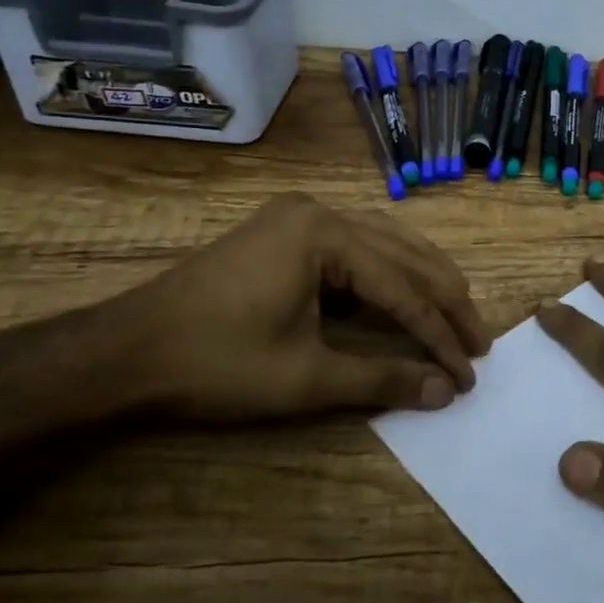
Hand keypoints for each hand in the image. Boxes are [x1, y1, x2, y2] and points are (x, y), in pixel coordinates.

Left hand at [100, 193, 490, 419]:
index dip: (439, 335)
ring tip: (455, 316)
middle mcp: (318, 211)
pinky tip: (404, 295)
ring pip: (383, 244)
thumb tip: (444, 391)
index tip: (469, 372)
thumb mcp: (305, 379)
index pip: (402, 288)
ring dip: (420, 282)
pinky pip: (354, 247)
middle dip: (443, 300)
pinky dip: (386, 274)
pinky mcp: (284, 232)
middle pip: (402, 254)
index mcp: (324, 234)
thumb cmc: (215, 364)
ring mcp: (297, 217)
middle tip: (478, 342)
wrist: (125, 352)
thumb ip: (382, 380)